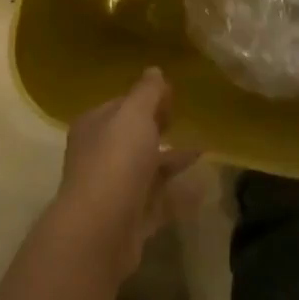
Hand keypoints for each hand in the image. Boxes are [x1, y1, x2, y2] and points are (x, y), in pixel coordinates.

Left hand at [53, 68, 195, 274]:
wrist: (101, 230)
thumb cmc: (116, 161)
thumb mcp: (134, 114)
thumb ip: (147, 92)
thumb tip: (154, 70)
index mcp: (95, 126)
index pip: (122, 105)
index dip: (146, 98)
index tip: (174, 96)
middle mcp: (100, 155)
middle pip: (133, 137)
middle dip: (158, 128)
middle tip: (186, 120)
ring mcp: (114, 189)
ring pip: (147, 169)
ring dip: (172, 160)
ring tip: (203, 151)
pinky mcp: (130, 219)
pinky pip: (159, 202)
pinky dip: (179, 195)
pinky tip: (203, 188)